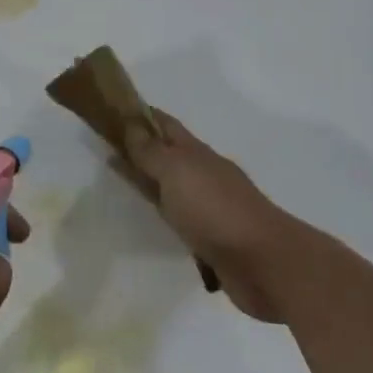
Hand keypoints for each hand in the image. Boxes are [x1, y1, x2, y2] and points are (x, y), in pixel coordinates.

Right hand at [121, 110, 307, 322]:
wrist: (264, 262)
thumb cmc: (215, 209)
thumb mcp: (177, 172)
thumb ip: (151, 151)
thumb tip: (131, 124)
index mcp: (196, 152)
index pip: (165, 124)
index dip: (141, 115)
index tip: (113, 110)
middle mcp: (203, 174)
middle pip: (168, 153)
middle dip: (142, 146)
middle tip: (109, 144)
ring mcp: (209, 205)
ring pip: (173, 185)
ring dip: (152, 179)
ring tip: (123, 179)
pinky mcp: (210, 237)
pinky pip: (179, 216)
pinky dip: (164, 210)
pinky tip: (153, 215)